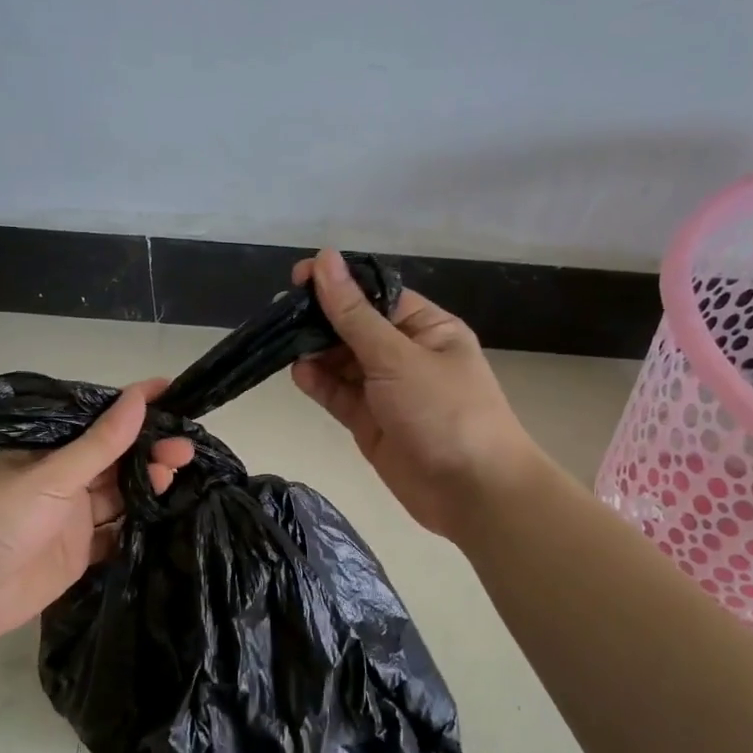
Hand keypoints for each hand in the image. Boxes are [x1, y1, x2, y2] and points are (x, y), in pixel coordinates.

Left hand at [0, 379, 193, 640]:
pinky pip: (117, 533)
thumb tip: (138, 398)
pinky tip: (167, 512)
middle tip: (185, 448)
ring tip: (178, 474)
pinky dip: (139, 524)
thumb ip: (100, 443)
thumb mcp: (51, 473)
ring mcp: (71, 518)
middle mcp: (61, 480)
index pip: (97, 422)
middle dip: (149, 450)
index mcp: (46, 451)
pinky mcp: (80, 552)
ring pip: (119, 494)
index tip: (171, 392)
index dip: (132, 407)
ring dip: (148, 484)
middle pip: (114, 460)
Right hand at [291, 249, 543, 537]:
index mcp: (427, 328)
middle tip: (280, 316)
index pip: (375, 296)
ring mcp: (387, 391)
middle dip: (321, 321)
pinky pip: (340, 395)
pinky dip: (319, 384)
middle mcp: (406, 355)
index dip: (339, 285)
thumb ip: (354, 314)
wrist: (472, 492)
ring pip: (343, 363)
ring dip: (316, 353)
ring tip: (282, 344)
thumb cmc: (445, 412)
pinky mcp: (370, 423)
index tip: (298, 278)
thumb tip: (325, 260)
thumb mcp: (397, 357)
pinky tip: (299, 373)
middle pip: (355, 329)